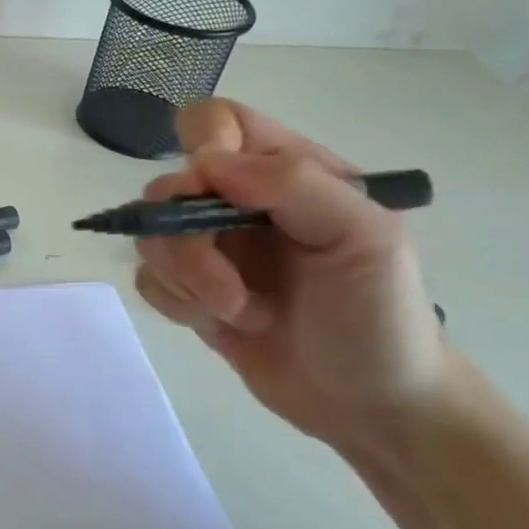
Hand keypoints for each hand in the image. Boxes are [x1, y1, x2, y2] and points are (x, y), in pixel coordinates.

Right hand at [132, 100, 450, 455]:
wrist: (372, 406)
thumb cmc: (380, 316)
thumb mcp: (364, 237)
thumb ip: (293, 184)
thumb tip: (205, 162)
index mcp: (288, 172)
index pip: (218, 122)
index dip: (203, 145)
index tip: (212, 192)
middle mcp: (240, 203)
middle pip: (169, 187)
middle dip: (188, 242)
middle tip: (229, 288)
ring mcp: (213, 249)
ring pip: (152, 237)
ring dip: (188, 280)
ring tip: (241, 313)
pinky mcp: (192, 292)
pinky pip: (149, 279)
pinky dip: (177, 303)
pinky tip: (224, 325)